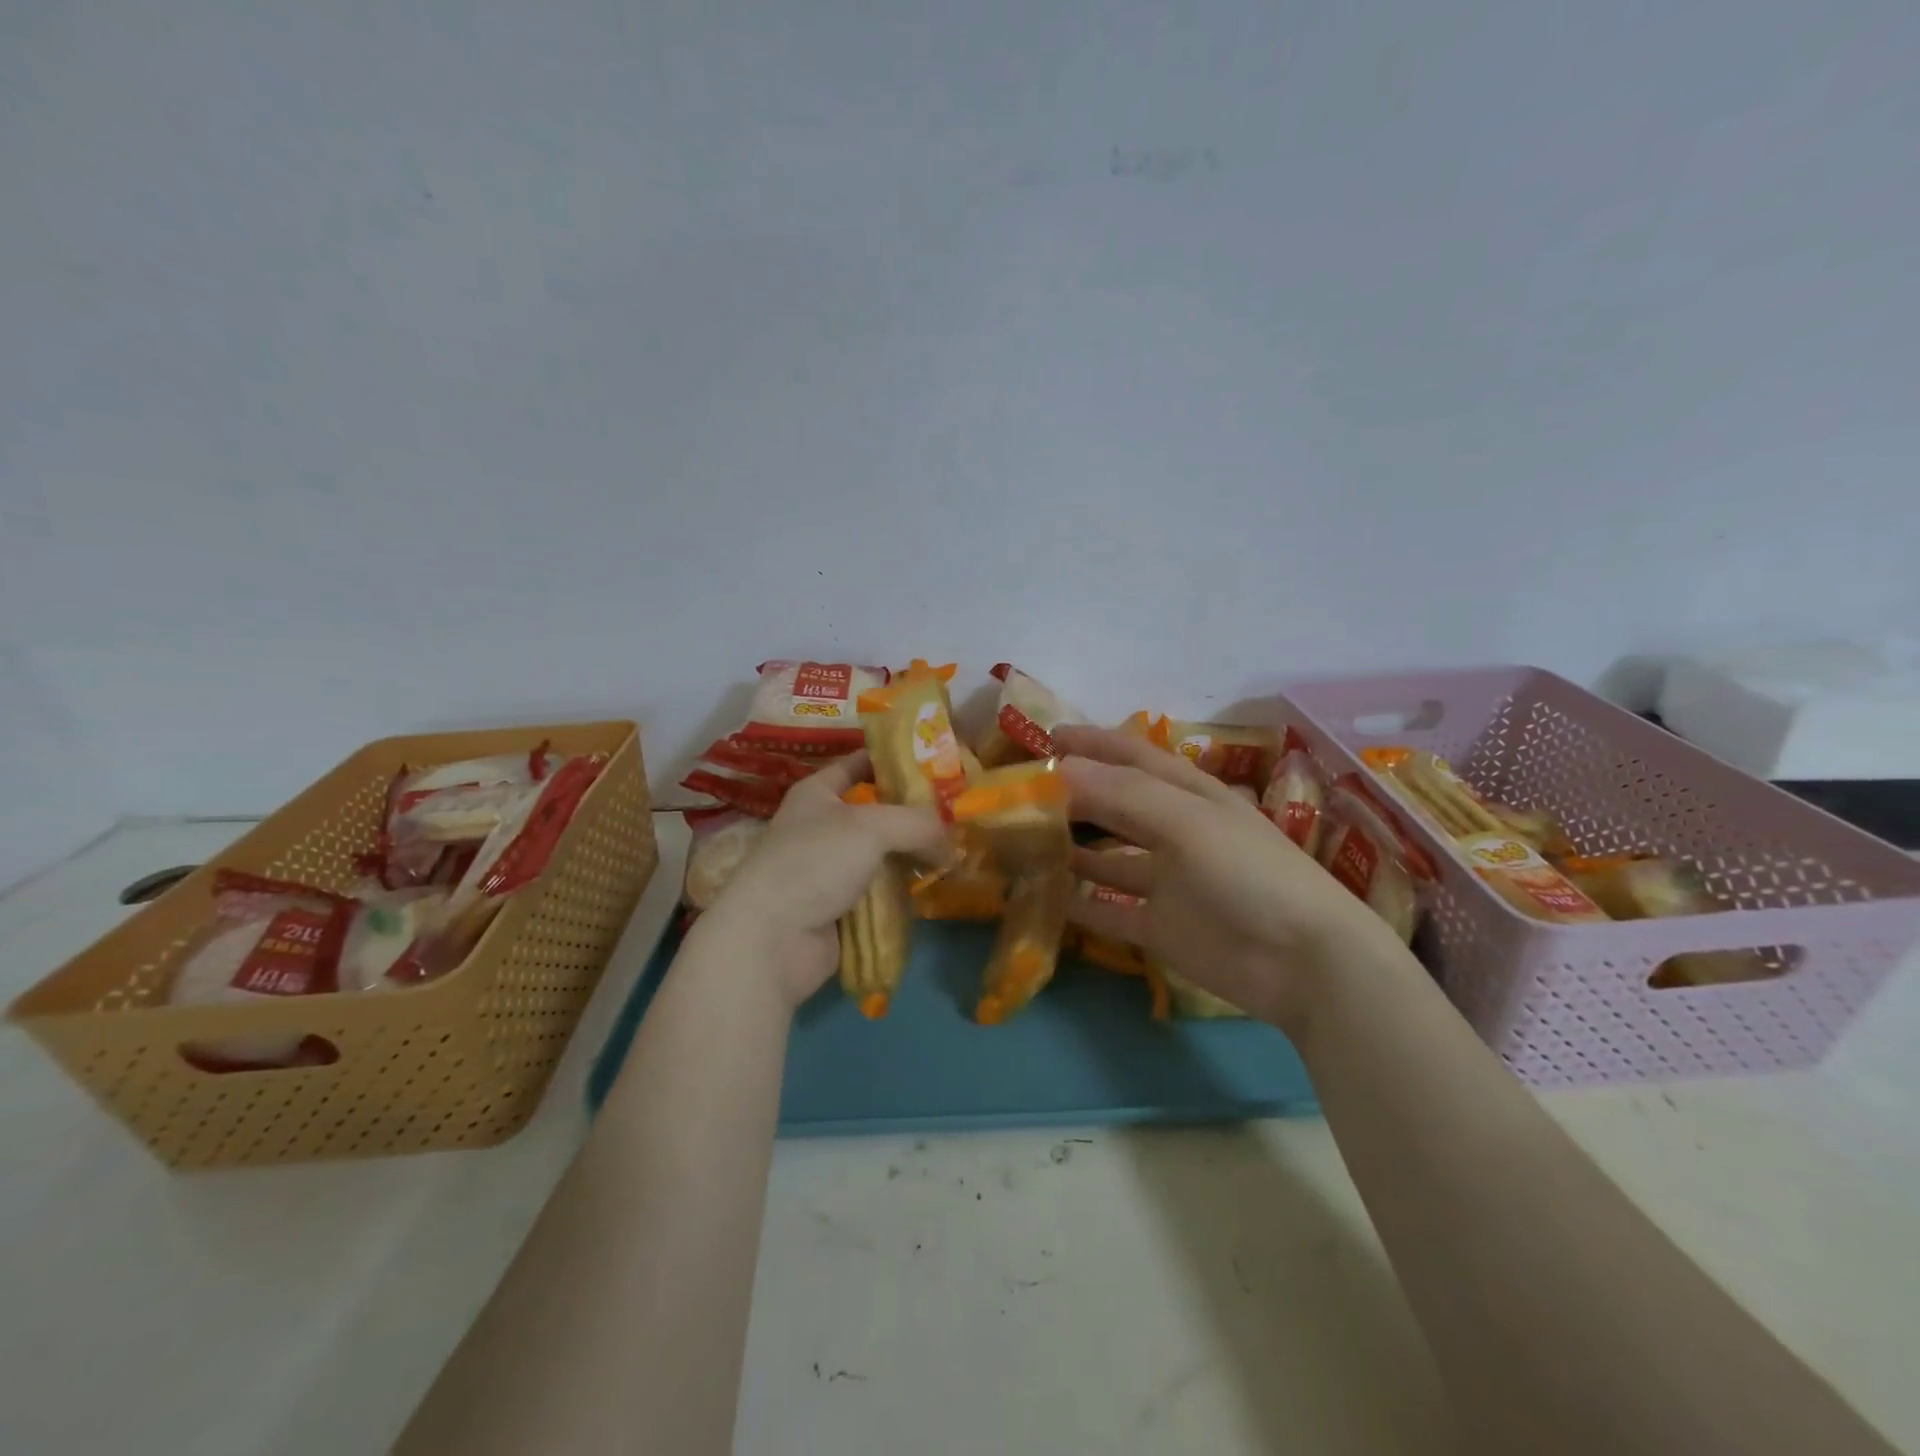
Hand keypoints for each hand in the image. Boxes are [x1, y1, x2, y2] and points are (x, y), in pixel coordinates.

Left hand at [698, 752, 952, 1010]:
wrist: (771, 939)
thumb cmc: (815, 862)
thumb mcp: (873, 827)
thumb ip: (919, 824)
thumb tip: (953, 842)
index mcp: (817, 793)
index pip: (859, 763)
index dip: (894, 760)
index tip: (937, 763)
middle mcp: (821, 826)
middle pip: (877, 813)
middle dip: (914, 815)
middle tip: (958, 815)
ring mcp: (828, 870)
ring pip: (881, 855)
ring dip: (912, 857)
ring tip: (955, 854)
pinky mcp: (838, 908)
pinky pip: (878, 892)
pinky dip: (901, 892)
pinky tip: (932, 889)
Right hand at [1054, 724, 1405, 1032]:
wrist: (1304, 963)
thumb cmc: (1249, 873)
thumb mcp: (1187, 821)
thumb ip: (1121, 794)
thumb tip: (1055, 768)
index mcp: (1188, 795)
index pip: (1132, 757)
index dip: (1092, 743)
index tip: (1045, 738)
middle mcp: (1175, 831)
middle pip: (1114, 805)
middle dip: (1072, 795)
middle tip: (1020, 793)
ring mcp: (1167, 882)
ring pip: (1106, 858)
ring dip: (1070, 848)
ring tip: (1022, 842)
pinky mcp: (1160, 927)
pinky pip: (1109, 910)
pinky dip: (1079, 903)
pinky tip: (1043, 898)